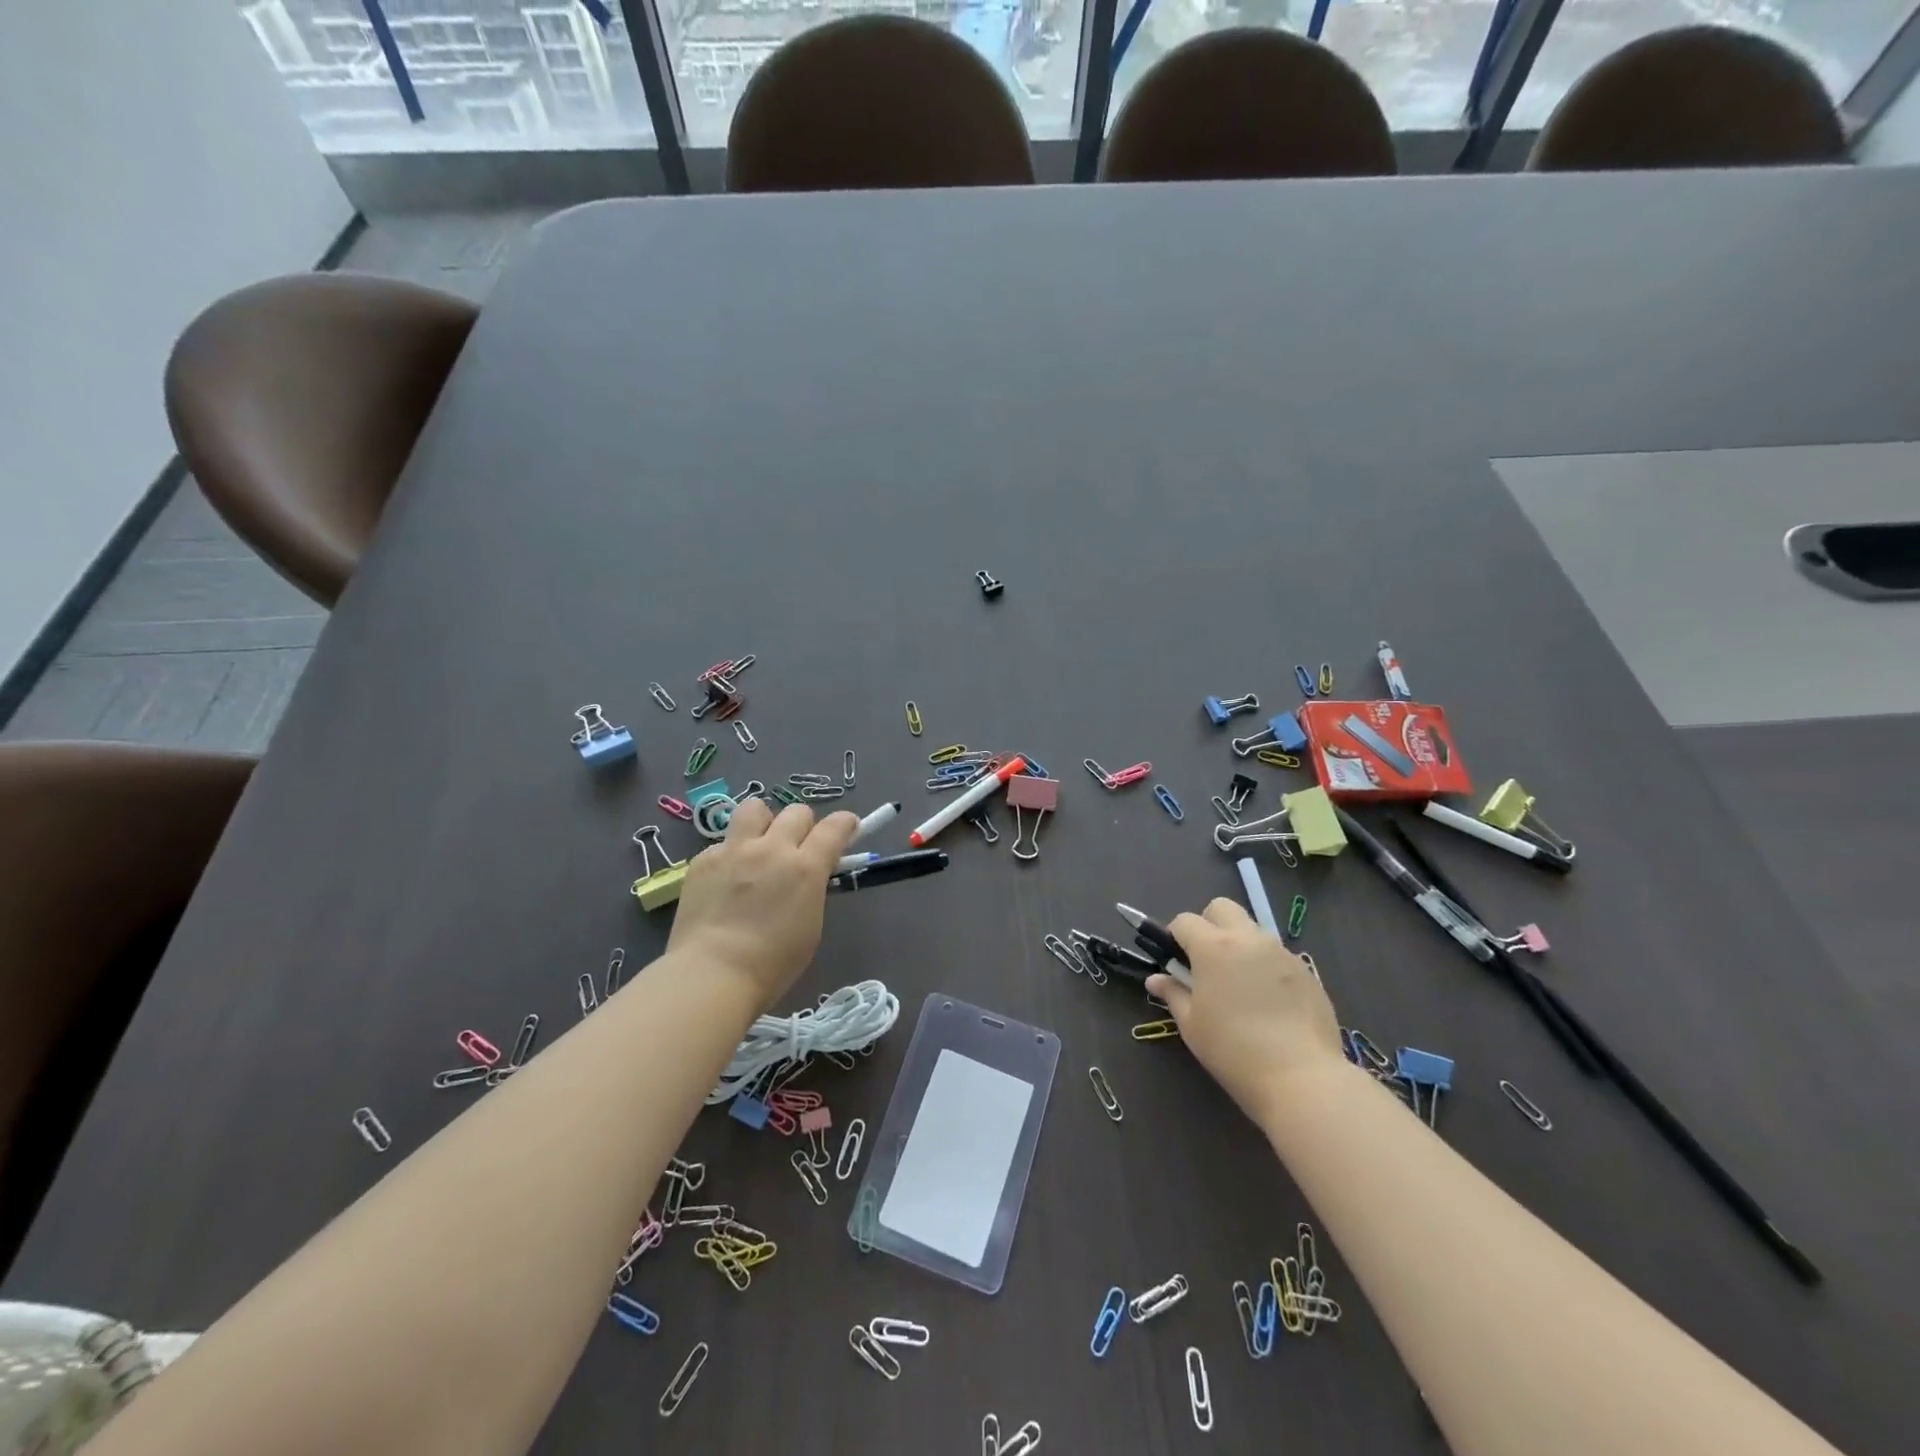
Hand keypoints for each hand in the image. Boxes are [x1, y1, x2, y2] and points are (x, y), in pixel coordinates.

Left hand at [667, 799, 858, 1007]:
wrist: (711, 975)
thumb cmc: (772, 964)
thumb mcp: (811, 926)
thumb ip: (812, 889)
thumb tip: (808, 875)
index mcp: (805, 867)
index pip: (835, 827)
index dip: (845, 823)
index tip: (847, 828)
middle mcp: (772, 848)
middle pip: (796, 812)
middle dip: (804, 826)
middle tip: (798, 848)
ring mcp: (734, 850)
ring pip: (755, 808)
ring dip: (764, 822)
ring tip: (759, 845)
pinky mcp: (703, 859)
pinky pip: (723, 842)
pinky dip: (731, 855)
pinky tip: (725, 880)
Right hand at [1146, 899, 1343, 1122]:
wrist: (1301, 1078)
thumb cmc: (1234, 1051)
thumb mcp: (1192, 1025)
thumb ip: (1173, 994)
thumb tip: (1155, 979)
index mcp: (1213, 947)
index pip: (1185, 921)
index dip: (1175, 937)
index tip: (1176, 962)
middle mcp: (1248, 939)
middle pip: (1222, 908)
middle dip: (1209, 924)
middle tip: (1206, 961)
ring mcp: (1281, 952)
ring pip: (1253, 930)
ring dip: (1239, 944)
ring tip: (1240, 985)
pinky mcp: (1307, 971)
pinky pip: (1277, 955)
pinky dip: (1265, 966)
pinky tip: (1269, 1002)